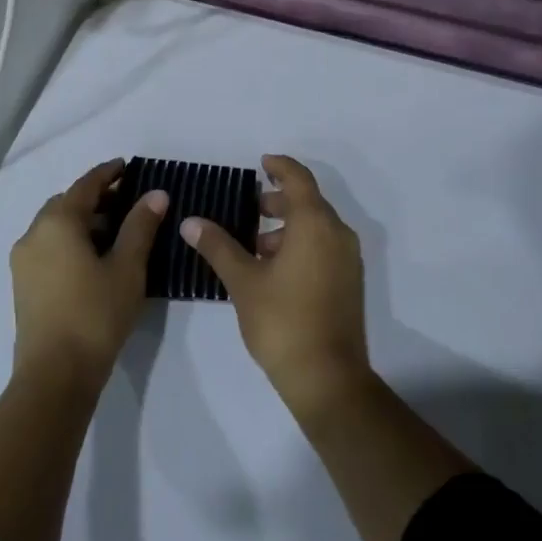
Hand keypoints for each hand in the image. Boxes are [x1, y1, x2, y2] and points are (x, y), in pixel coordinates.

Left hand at [10, 160, 166, 383]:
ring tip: (115, 231)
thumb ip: (140, 225)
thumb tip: (156, 194)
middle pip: (66, 203)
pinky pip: (48, 246)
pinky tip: (94, 258)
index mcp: (58, 222)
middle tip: (126, 201)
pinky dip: (70, 240)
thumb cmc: (95, 314)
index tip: (127, 166)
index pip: (86, 185)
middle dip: (95, 198)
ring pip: (55, 226)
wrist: (55, 376)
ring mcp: (24, 261)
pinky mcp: (23, 285)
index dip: (108, 173)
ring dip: (83, 220)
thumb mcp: (127, 267)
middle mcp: (34, 234)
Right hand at [181, 155, 371, 422]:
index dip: (280, 166)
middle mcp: (338, 233)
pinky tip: (274, 269)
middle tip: (250, 208)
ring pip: (317, 226)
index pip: (299, 179)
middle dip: (279, 200)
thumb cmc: (282, 321)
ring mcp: (348, 259)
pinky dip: (302, 244)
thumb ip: (218, 246)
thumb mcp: (243, 281)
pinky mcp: (350, 281)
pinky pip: (325, 246)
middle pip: (309, 202)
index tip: (261, 163)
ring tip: (255, 245)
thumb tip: (191, 221)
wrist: (328, 377)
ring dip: (288, 226)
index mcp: (315, 224)